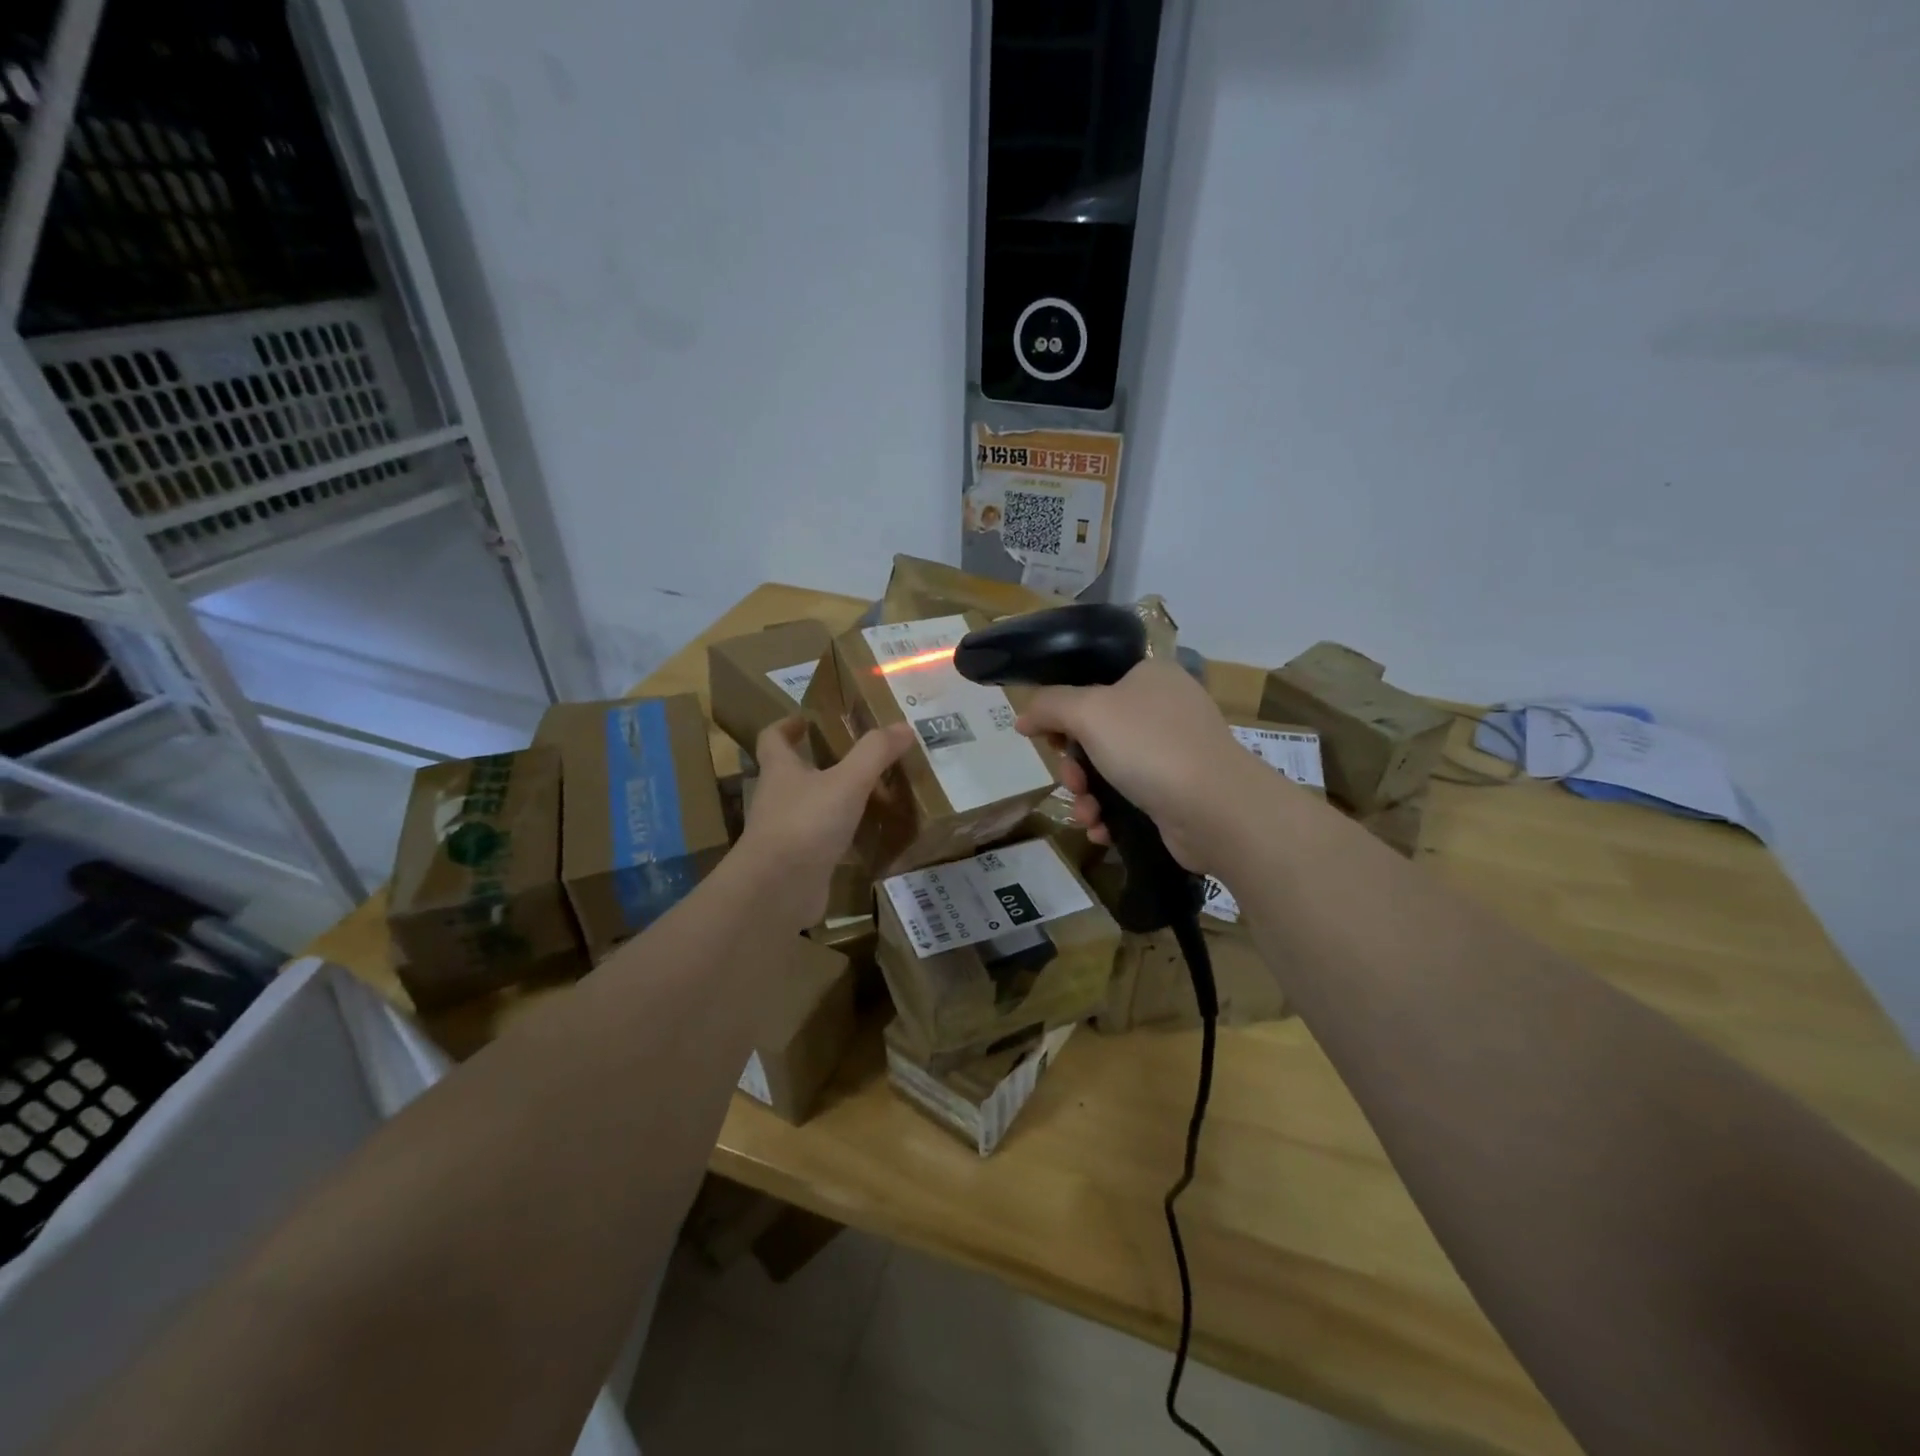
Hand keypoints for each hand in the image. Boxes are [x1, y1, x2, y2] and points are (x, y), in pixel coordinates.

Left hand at [738, 717, 912, 925]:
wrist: (777, 890)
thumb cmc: (806, 824)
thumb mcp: (847, 782)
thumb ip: (875, 753)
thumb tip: (903, 726)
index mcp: (780, 770)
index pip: (773, 738)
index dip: (787, 725)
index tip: (807, 719)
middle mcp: (776, 798)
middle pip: (792, 772)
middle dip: (819, 762)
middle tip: (856, 756)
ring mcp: (784, 833)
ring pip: (809, 807)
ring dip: (833, 800)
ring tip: (870, 794)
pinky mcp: (797, 862)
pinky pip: (821, 841)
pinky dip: (841, 836)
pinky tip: (867, 836)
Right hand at [1016, 659, 1270, 873]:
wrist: (1216, 810)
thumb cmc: (1149, 746)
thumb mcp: (1089, 712)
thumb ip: (1049, 706)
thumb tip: (1023, 716)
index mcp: (1149, 677)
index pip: (1093, 684)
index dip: (1062, 712)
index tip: (1047, 738)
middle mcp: (1164, 709)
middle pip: (1095, 733)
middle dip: (1073, 765)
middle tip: (1071, 782)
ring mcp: (1174, 753)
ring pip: (1108, 771)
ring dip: (1086, 796)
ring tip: (1087, 815)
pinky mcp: (1177, 793)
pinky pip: (1129, 799)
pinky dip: (1109, 815)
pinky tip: (1102, 830)